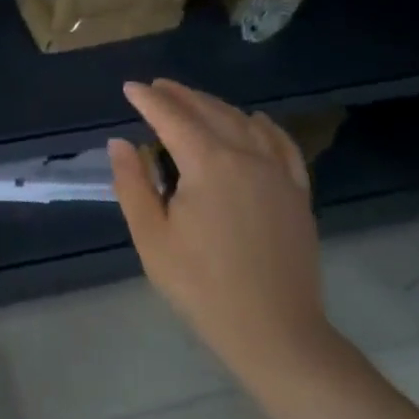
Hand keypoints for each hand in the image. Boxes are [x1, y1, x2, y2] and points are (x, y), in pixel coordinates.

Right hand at [108, 79, 340, 390]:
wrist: (275, 332)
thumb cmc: (201, 285)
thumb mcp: (152, 237)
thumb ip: (133, 184)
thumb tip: (121, 143)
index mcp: (209, 165)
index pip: (173, 118)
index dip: (150, 100)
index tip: (130, 87)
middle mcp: (247, 157)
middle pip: (211, 113)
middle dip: (181, 96)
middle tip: (157, 86)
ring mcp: (278, 174)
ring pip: (245, 124)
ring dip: (216, 106)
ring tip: (194, 99)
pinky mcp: (297, 194)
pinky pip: (282, 146)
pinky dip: (264, 127)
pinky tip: (255, 122)